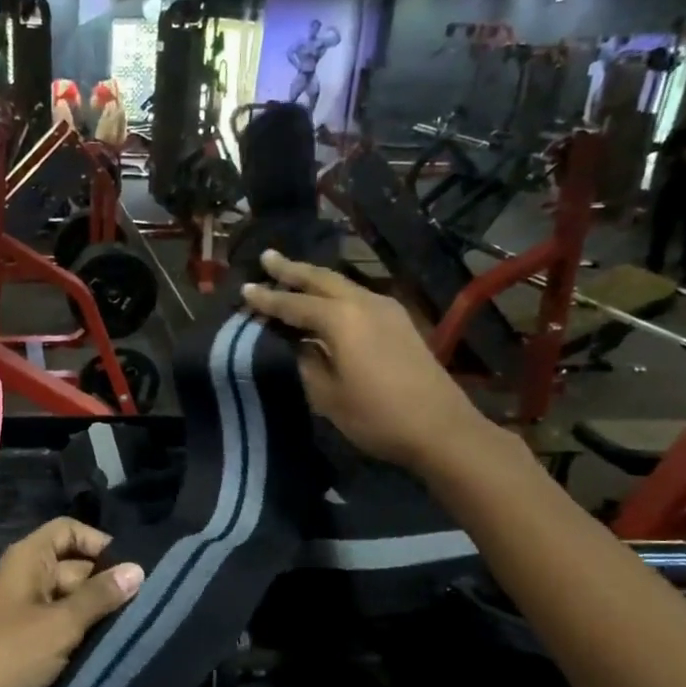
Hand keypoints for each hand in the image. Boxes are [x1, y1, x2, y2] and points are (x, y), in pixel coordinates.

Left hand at [0, 518, 143, 686]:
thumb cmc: (10, 654)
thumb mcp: (61, 624)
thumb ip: (100, 596)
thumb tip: (138, 569)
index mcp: (28, 558)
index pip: (68, 530)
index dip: (98, 542)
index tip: (129, 568)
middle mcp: (25, 576)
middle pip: (73, 565)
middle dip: (104, 583)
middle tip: (142, 605)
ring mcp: (23, 608)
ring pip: (69, 598)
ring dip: (95, 611)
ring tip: (132, 626)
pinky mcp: (23, 638)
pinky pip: (58, 623)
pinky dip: (79, 631)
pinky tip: (106, 646)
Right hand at [241, 249, 490, 472]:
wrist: (441, 429)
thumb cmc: (376, 415)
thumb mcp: (326, 394)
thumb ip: (306, 362)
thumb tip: (296, 343)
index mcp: (341, 318)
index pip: (293, 304)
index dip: (267, 299)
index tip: (244, 289)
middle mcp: (363, 303)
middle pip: (321, 279)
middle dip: (292, 269)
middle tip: (267, 257)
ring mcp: (386, 310)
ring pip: (342, 285)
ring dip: (314, 279)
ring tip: (291, 275)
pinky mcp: (399, 323)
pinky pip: (357, 297)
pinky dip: (334, 294)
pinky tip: (327, 302)